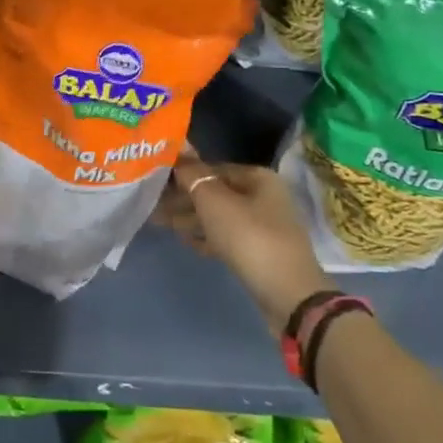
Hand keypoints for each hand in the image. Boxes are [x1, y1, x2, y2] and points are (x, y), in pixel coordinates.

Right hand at [155, 146, 334, 331]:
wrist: (288, 295)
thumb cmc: (249, 238)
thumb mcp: (215, 201)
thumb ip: (193, 174)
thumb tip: (179, 147)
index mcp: (258, 177)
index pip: (213, 168)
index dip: (184, 173)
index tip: (156, 182)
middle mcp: (264, 196)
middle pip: (216, 192)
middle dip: (184, 198)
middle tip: (153, 205)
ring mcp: (264, 226)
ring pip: (220, 216)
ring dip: (191, 218)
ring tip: (161, 223)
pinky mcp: (261, 252)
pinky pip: (227, 237)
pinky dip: (207, 237)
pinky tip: (187, 242)